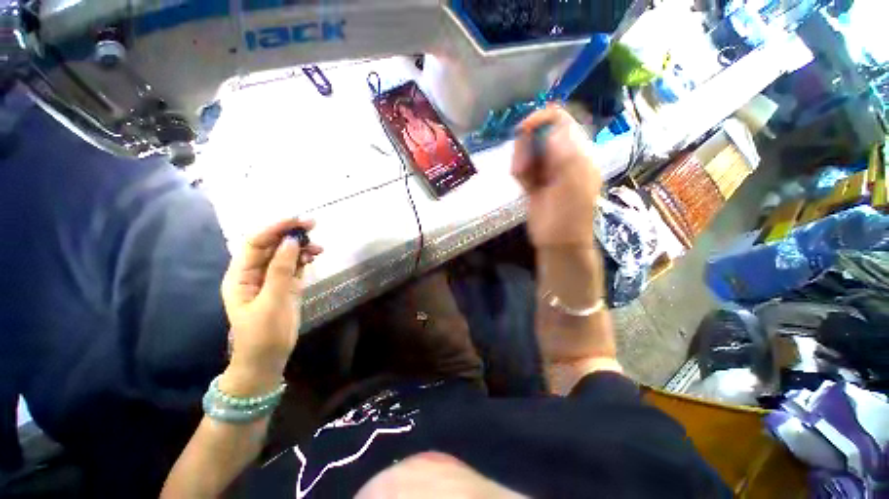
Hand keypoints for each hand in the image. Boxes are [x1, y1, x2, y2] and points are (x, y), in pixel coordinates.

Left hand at [219, 218, 322, 393]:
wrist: (267, 360)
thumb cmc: (263, 334)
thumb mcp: (272, 302)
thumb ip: (281, 271)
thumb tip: (291, 241)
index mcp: (241, 275)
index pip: (256, 243)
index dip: (275, 228)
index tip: (297, 220)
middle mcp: (255, 273)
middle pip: (272, 245)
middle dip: (290, 233)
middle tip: (313, 224)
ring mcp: (272, 279)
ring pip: (285, 254)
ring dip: (301, 246)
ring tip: (318, 247)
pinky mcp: (286, 286)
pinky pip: (295, 265)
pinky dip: (305, 258)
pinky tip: (315, 255)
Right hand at [512, 106, 601, 248]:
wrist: (557, 242)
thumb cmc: (568, 216)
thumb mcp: (571, 184)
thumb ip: (565, 155)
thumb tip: (552, 130)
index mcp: (578, 153)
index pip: (561, 121)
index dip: (542, 119)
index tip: (523, 130)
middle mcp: (562, 156)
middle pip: (539, 134)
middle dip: (526, 147)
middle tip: (523, 168)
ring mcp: (546, 169)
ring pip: (527, 151)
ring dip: (521, 162)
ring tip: (523, 179)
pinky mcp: (534, 180)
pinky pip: (522, 167)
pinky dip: (519, 173)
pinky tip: (524, 184)